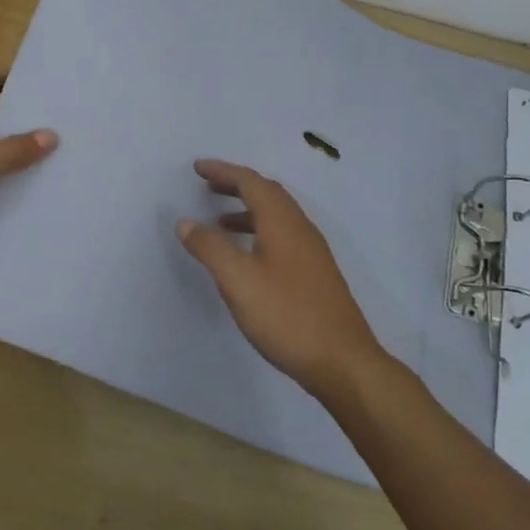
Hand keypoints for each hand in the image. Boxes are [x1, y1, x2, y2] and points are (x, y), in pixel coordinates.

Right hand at [176, 160, 385, 399]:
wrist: (342, 361)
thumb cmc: (286, 316)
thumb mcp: (238, 281)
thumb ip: (210, 248)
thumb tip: (186, 222)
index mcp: (282, 222)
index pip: (250, 182)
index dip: (223, 171)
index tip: (197, 168)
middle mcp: (300, 228)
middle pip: (267, 193)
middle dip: (236, 185)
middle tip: (207, 186)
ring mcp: (312, 251)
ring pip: (277, 215)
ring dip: (248, 209)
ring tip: (220, 222)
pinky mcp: (315, 273)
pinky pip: (282, 235)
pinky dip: (259, 230)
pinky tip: (248, 256)